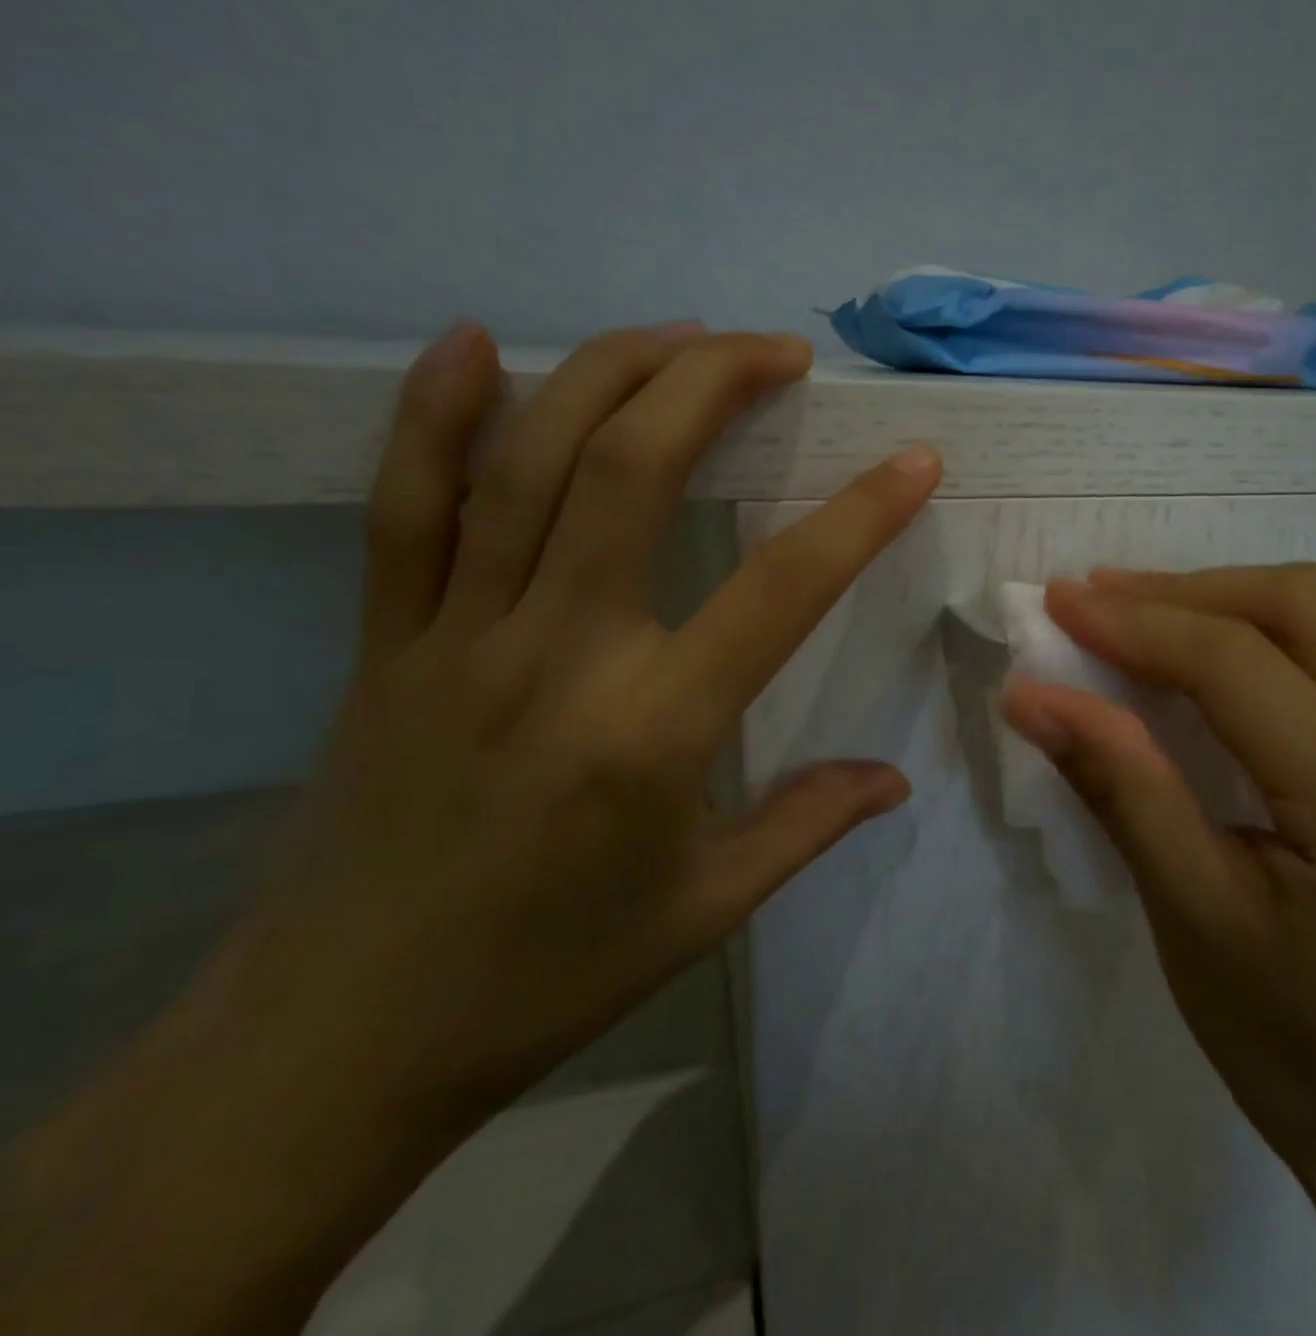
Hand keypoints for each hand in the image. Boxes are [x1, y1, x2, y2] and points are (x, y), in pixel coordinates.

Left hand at [0, 321, 945, 1335]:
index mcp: (654, 730)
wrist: (342, 1039)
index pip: (782, 588)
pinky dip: (432, 415)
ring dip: (609, 376)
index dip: (861, 514)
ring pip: (527, 464)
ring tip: (680, 335)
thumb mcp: (707, 909)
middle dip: (713, 384)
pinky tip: (472, 344)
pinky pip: (400, 507)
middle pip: (633, 472)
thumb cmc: (550, 977)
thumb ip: (808, 825)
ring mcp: (455, 637)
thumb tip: (894, 778)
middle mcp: (557, 655)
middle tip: (777, 350)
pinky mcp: (382, 643)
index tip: (912, 458)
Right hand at [999, 566, 1315, 1194]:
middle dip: (1192, 591)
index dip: (1140, 624)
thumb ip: (1118, 787)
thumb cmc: (1286, 1042)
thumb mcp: (1187, 917)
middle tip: (1103, 601)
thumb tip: (1032, 695)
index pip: (1242, 668)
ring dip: (1244, 595)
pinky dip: (1288, 627)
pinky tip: (1234, 656)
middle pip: (1312, 607)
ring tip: (1160, 616)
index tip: (1061, 602)